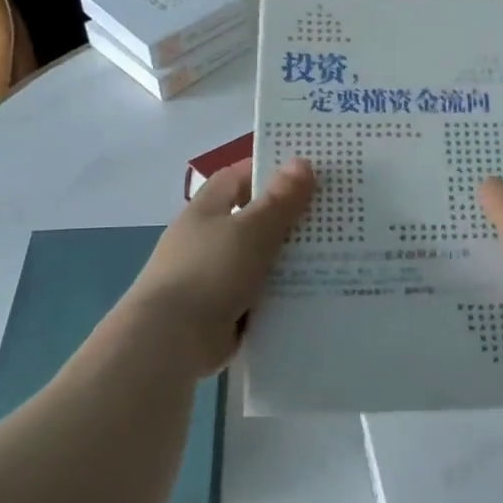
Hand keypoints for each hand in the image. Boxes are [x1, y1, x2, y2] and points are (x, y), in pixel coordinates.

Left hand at [127, 156, 314, 375]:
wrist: (170, 341)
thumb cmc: (210, 271)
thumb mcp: (252, 230)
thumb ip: (279, 199)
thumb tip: (301, 161)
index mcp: (205, 211)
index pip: (235, 178)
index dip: (265, 171)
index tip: (303, 173)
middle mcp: (205, 240)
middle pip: (250, 219)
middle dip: (286, 217)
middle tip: (330, 214)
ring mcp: (211, 277)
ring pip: (257, 260)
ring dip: (286, 259)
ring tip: (332, 255)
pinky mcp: (220, 311)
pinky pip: (257, 295)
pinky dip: (279, 294)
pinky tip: (312, 292)